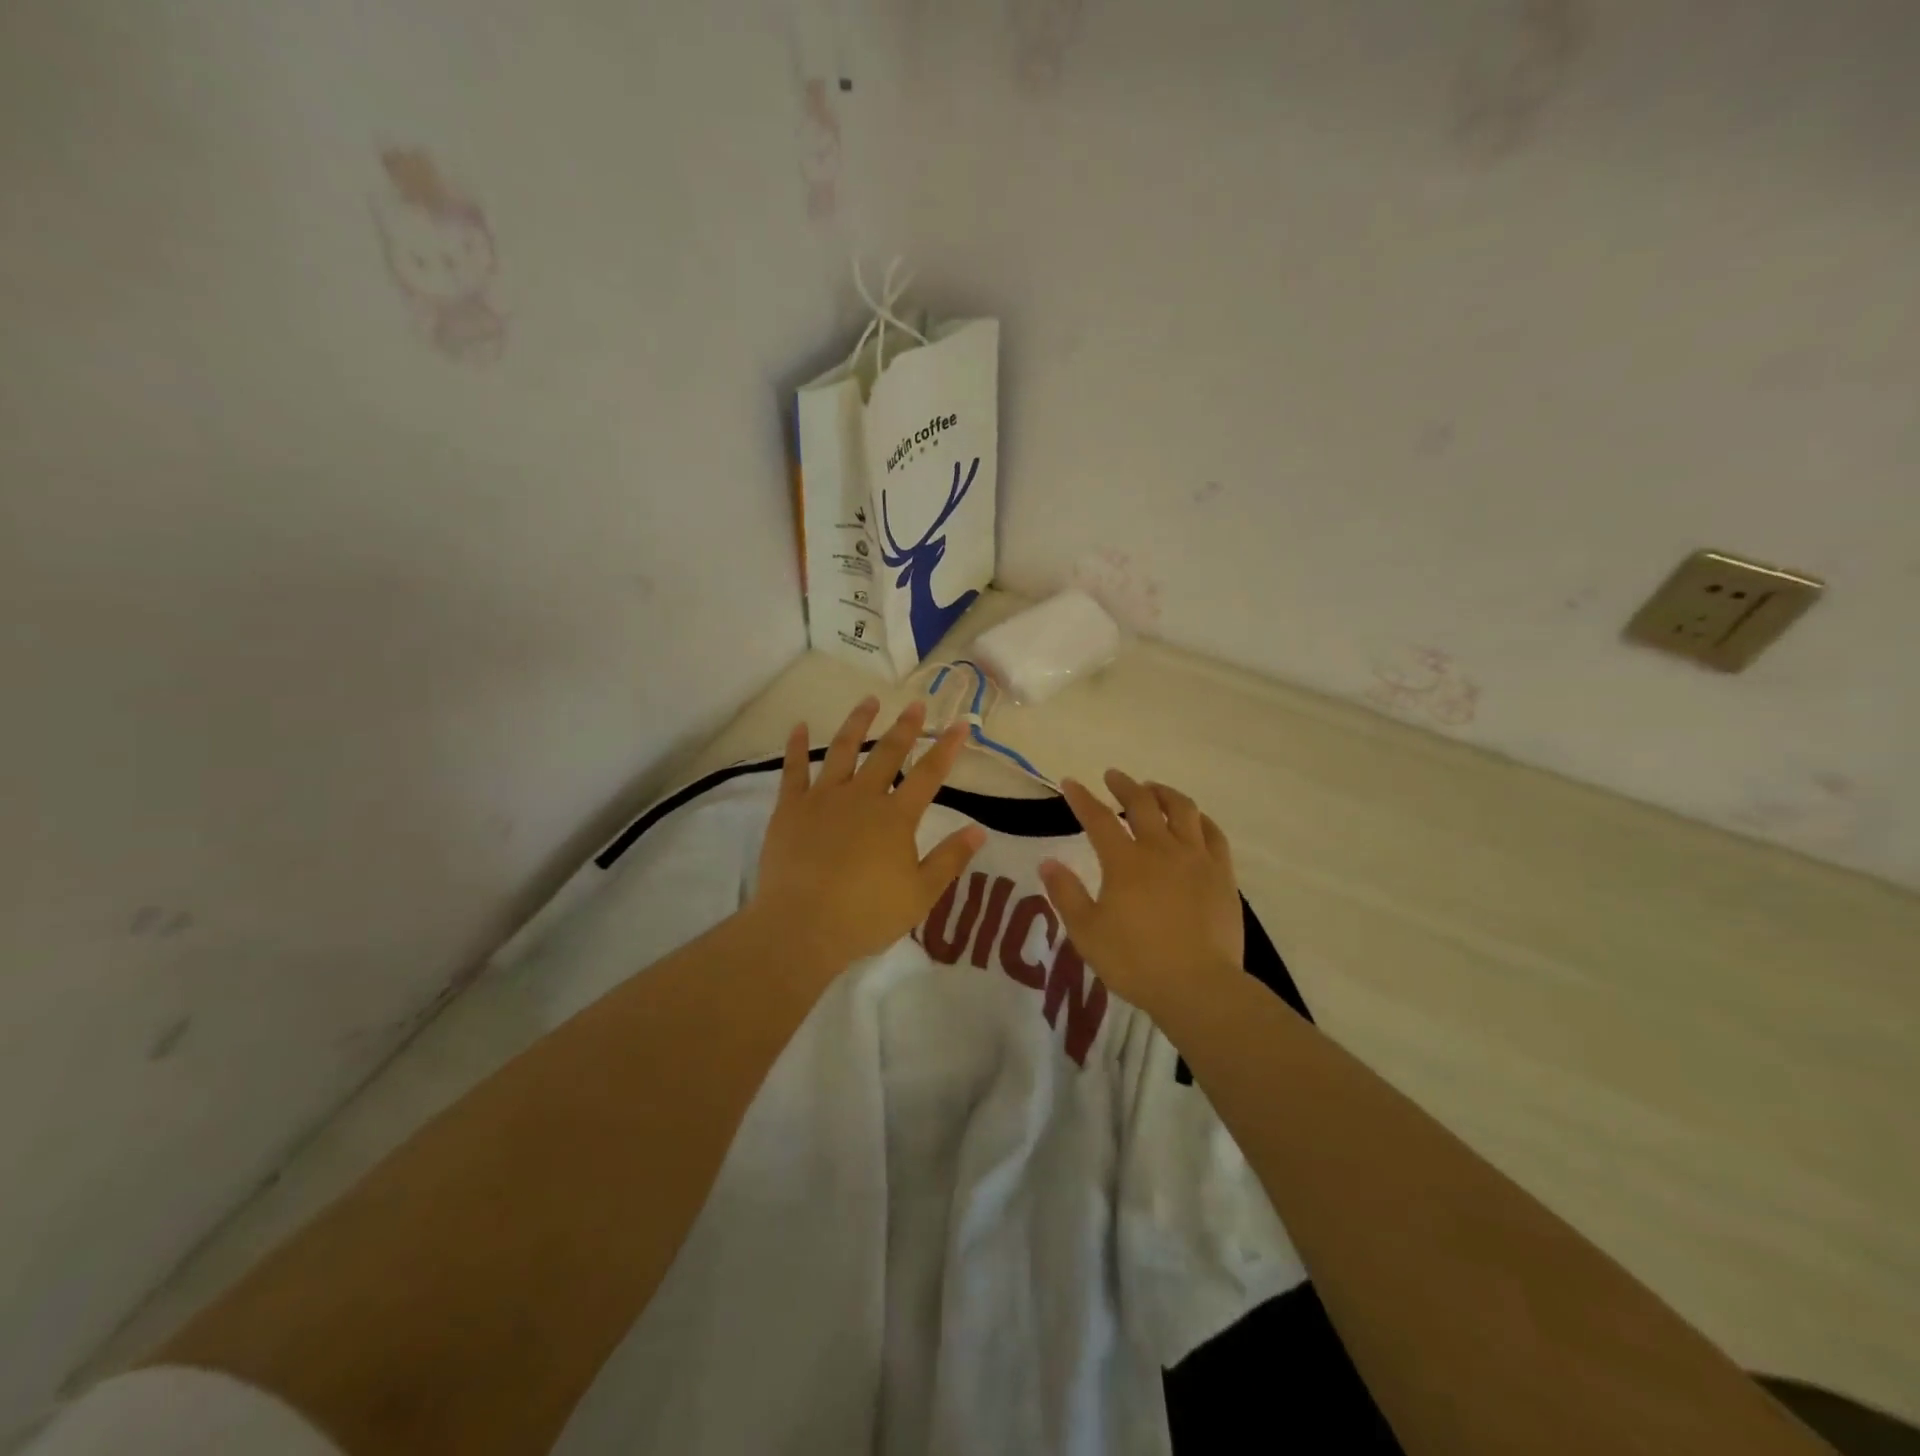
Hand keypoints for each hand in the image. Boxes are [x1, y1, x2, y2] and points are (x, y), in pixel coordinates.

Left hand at [750, 697, 986, 969]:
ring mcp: (823, 798)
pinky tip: (800, 726)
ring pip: (843, 750)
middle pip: (887, 752)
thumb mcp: (920, 894)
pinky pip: (793, 769)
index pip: (928, 774)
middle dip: (905, 726)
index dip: (946, 747)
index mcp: (896, 817)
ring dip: (857, 723)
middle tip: (915, 704)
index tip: (960, 723)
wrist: (802, 926)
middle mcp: (862, 797)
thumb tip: (979, 830)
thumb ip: (950, 859)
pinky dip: (797, 746)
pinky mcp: (790, 808)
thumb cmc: (866, 915)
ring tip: (868, 701)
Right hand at [1039, 771, 1242, 1018]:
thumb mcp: (1087, 932)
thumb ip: (1066, 894)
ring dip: (1164, 793)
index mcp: (1125, 861)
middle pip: (1143, 803)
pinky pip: (1214, 834)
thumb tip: (1047, 862)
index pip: (1098, 818)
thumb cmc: (1135, 961)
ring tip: (1153, 789)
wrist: (1199, 986)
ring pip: (1183, 810)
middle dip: (1125, 785)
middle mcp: (1161, 849)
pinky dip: (1201, 820)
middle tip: (1113, 776)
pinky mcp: (1222, 875)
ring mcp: (1196, 859)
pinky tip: (1195, 821)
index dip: (1082, 798)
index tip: (1070, 783)